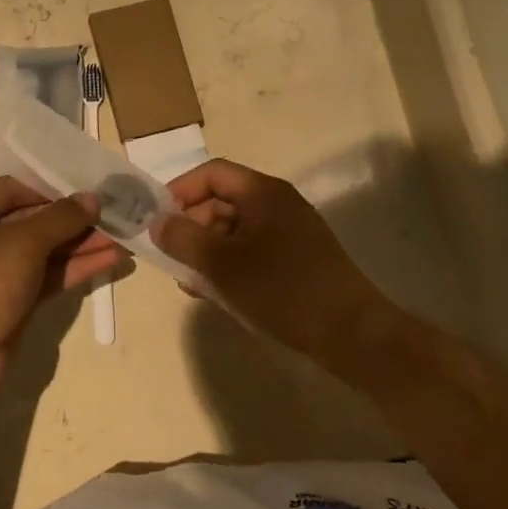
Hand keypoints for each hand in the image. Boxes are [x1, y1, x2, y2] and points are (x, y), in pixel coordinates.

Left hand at [0, 177, 124, 399]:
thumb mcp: (23, 241)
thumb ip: (61, 217)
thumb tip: (92, 198)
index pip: (12, 189)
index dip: (50, 190)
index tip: (88, 194)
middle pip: (30, 221)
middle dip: (72, 222)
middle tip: (113, 216)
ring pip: (41, 252)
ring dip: (79, 246)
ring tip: (121, 239)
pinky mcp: (9, 302)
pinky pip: (44, 277)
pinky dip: (73, 269)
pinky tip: (109, 261)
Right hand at [152, 159, 393, 361]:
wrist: (351, 334)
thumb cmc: (281, 290)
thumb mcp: (221, 265)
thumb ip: (183, 238)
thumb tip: (157, 223)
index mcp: (263, 193)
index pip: (212, 174)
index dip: (179, 191)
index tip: (156, 220)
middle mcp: (277, 204)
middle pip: (221, 201)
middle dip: (191, 227)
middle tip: (171, 258)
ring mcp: (290, 232)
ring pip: (234, 230)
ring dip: (207, 251)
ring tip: (191, 283)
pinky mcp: (296, 259)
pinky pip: (251, 251)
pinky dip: (229, 266)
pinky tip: (217, 294)